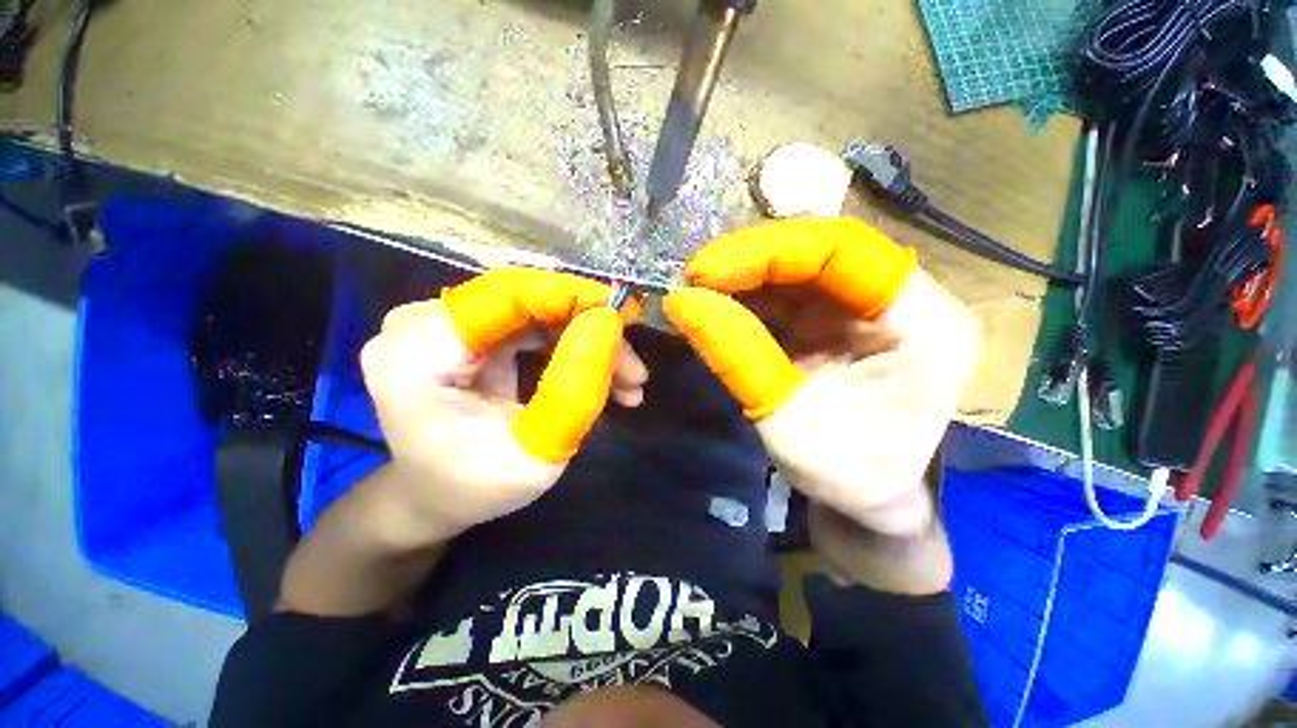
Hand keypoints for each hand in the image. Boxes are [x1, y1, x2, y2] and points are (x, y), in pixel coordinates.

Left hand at [359, 268, 643, 544]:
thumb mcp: (535, 455)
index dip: (572, 296)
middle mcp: (420, 323)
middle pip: (527, 302)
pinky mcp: (467, 332)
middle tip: (634, 369)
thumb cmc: (476, 487)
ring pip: (537, 313)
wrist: (435, 497)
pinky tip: (603, 377)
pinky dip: (570, 346)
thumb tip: (609, 323)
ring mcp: (443, 324)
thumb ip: (574, 390)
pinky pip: (531, 325)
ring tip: (628, 383)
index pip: (505, 295)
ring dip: (587, 342)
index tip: (627, 315)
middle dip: (589, 330)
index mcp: (415, 354)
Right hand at [664, 217, 980, 536]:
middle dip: (748, 260)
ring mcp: (868, 304)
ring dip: (743, 276)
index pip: (844, 250)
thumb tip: (682, 303)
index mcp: (923, 324)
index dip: (769, 251)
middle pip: (818, 250)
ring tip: (696, 293)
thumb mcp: (789, 427)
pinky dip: (747, 296)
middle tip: (693, 280)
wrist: (873, 495)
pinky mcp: (839, 317)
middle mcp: (904, 299)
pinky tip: (716, 305)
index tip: (705, 270)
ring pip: (798, 266)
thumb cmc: (849, 475)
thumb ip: (737, 360)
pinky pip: (788, 291)